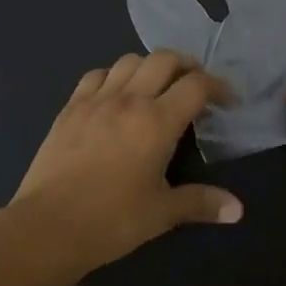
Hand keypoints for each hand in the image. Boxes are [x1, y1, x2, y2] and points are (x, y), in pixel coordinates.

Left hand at [8, 52, 242, 273]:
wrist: (48, 226)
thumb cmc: (112, 220)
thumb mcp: (162, 213)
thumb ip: (201, 203)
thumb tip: (237, 210)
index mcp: (157, 122)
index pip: (197, 85)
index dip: (219, 87)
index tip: (228, 102)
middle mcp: (129, 100)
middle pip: (164, 59)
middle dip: (187, 66)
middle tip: (195, 88)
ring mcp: (95, 101)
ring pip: (129, 61)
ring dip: (150, 67)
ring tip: (157, 88)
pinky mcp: (69, 109)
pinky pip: (95, 76)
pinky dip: (113, 77)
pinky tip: (115, 96)